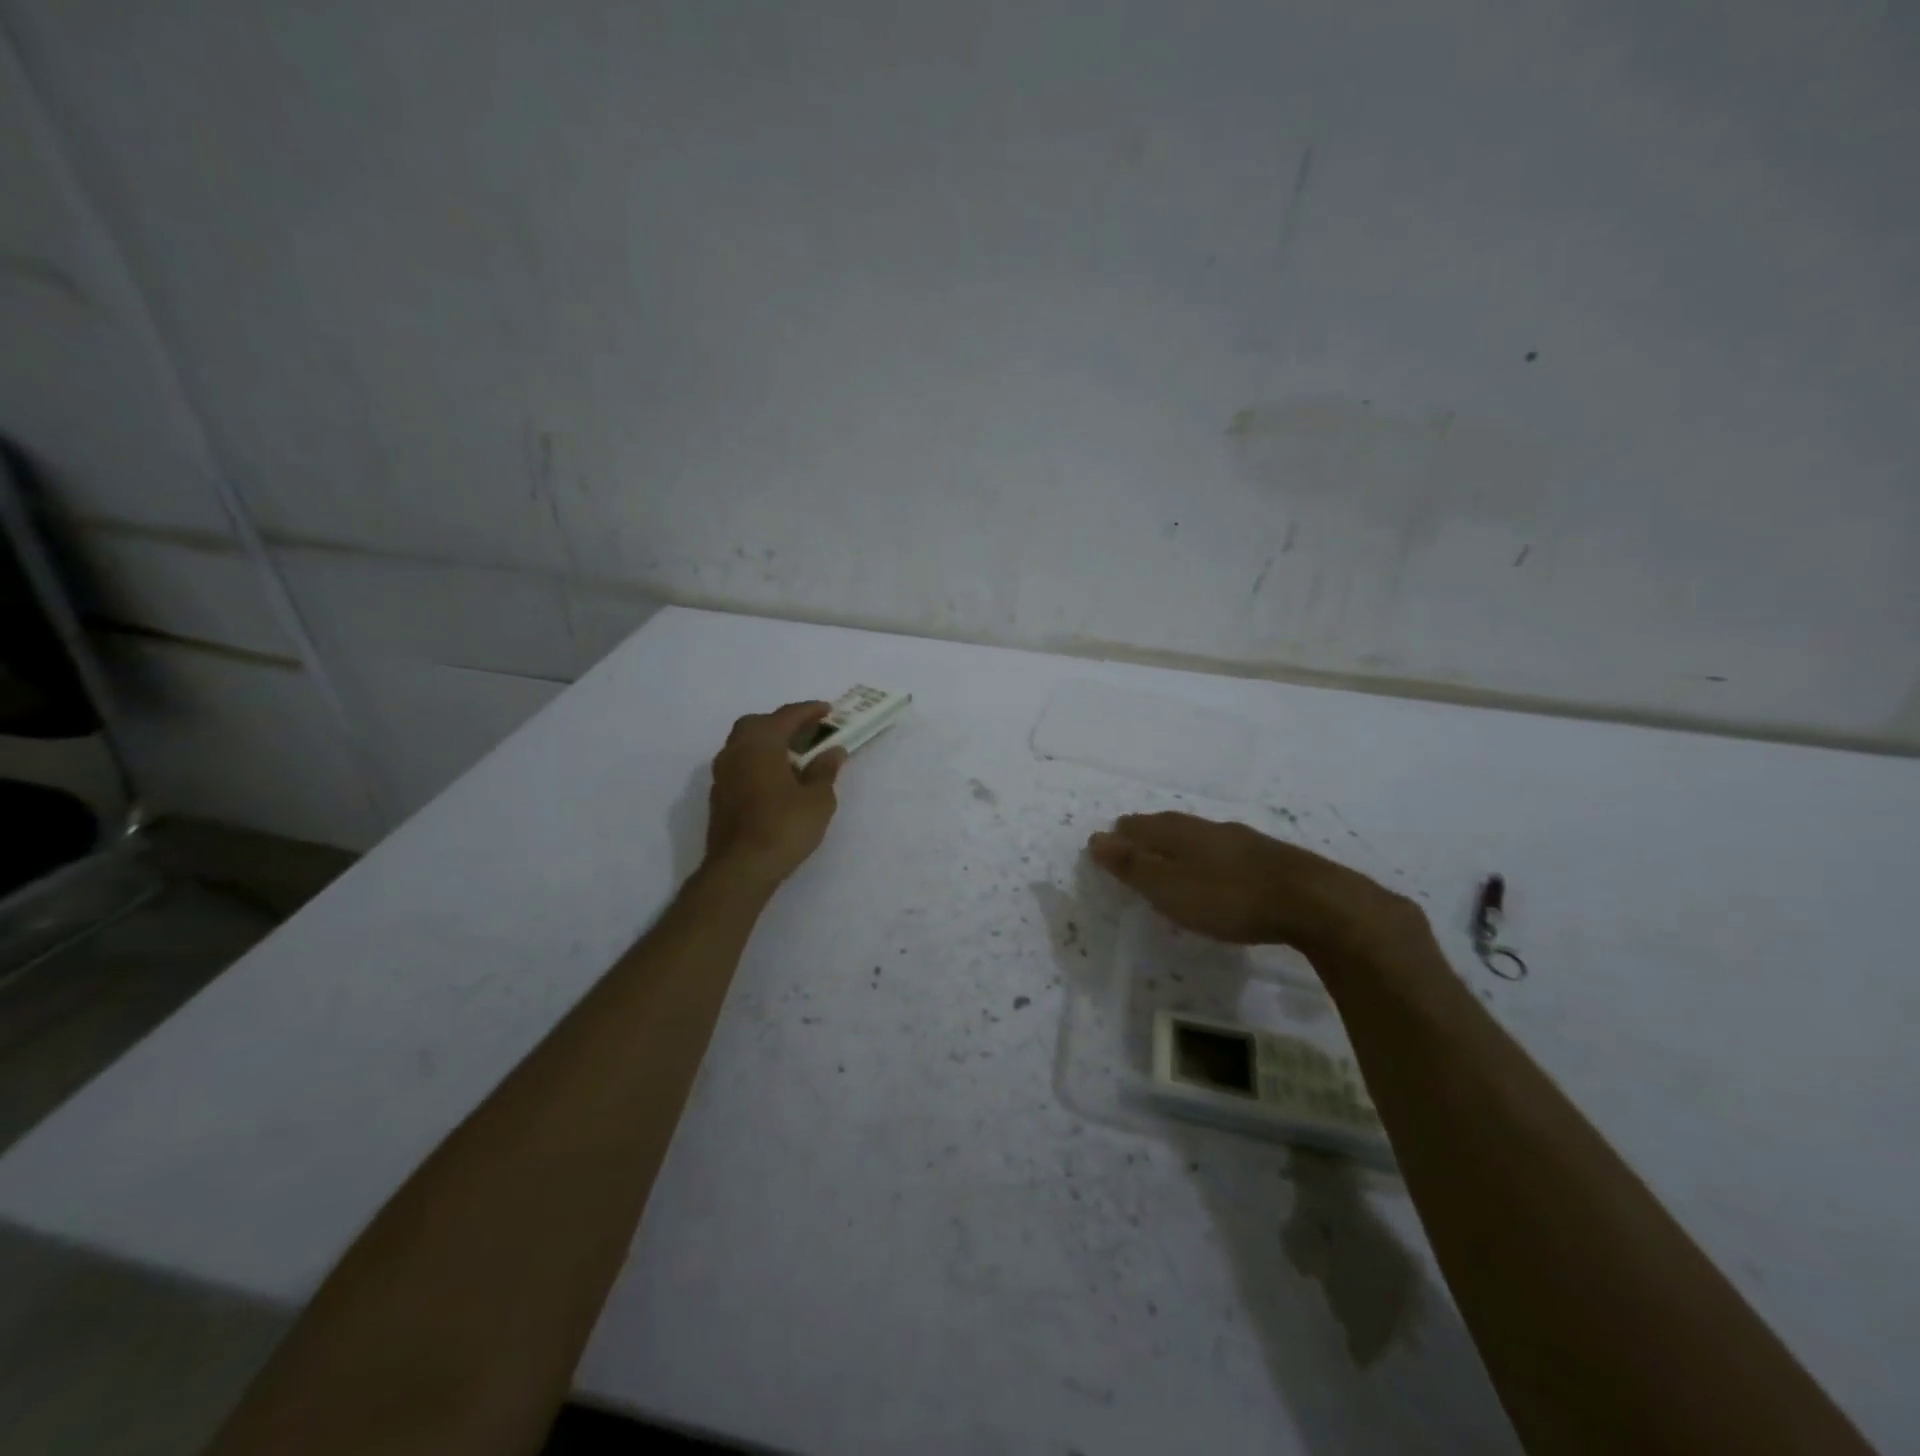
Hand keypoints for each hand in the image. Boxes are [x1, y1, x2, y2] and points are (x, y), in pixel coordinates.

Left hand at [704, 702, 846, 889]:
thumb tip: (833, 751)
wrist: (741, 869)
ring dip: (769, 743)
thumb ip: (825, 770)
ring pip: (745, 744)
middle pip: (759, 724)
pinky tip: (777, 780)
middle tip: (808, 733)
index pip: (787, 715)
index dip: (810, 711)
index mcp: (761, 743)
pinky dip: (759, 762)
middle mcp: (736, 750)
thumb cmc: (784, 827)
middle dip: (783, 723)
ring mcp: (722, 773)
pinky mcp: (719, 795)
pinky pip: (741, 765)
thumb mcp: (818, 799)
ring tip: (795, 758)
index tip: (829, 710)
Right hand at [1087, 812, 1427, 962]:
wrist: (1312, 902)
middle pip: (1169, 826)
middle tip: (1134, 843)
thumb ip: (1133, 866)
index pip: (1141, 826)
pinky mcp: (1269, 858)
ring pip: (1199, 837)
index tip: (1109, 841)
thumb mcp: (1170, 888)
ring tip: (1170, 856)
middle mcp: (1209, 828)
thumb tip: (1096, 838)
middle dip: (1149, 834)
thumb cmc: (1228, 897)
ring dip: (1179, 844)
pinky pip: (1224, 851)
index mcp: (1180, 832)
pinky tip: (1217, 870)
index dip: (1122, 835)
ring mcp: (1242, 840)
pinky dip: (1208, 857)